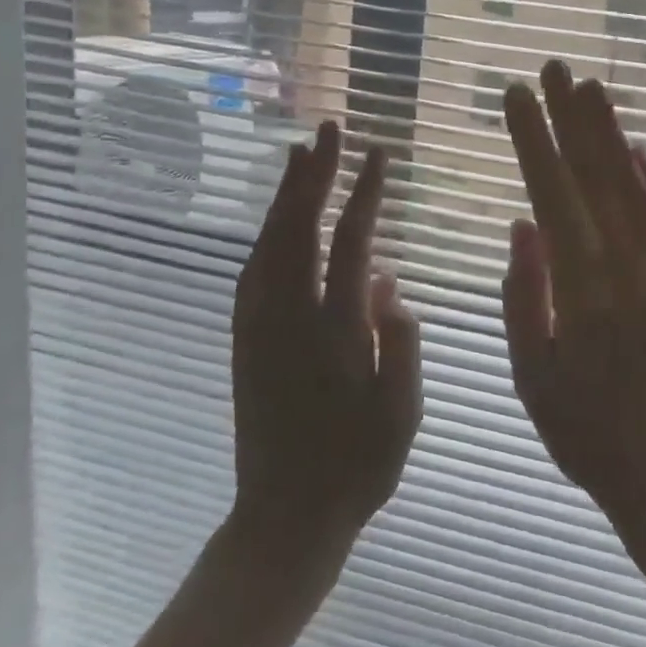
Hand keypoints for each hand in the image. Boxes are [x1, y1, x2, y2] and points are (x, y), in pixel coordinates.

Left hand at [231, 121, 420, 550]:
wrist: (285, 516)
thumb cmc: (357, 467)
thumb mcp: (401, 411)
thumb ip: (397, 340)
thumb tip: (386, 280)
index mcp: (334, 331)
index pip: (350, 243)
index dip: (364, 194)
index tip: (378, 155)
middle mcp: (289, 318)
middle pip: (299, 229)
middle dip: (314, 175)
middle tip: (327, 130)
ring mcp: (260, 328)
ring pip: (268, 245)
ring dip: (284, 196)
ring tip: (299, 157)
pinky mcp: (244, 342)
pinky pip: (252, 272)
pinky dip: (265, 235)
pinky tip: (275, 222)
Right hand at [500, 61, 645, 529]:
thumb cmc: (589, 436)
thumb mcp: (533, 376)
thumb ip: (525, 295)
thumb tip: (523, 223)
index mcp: (583, 293)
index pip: (553, 196)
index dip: (532, 141)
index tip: (516, 96)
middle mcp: (631, 272)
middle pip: (597, 179)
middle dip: (571, 119)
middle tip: (555, 68)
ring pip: (638, 191)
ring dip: (613, 137)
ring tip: (592, 91)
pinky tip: (639, 153)